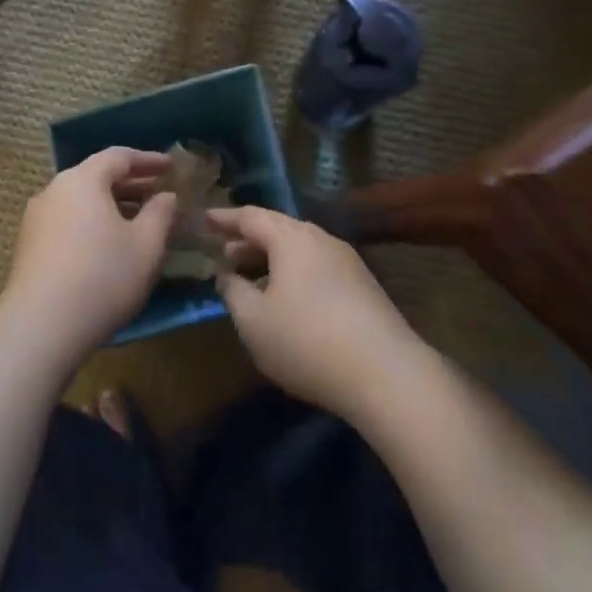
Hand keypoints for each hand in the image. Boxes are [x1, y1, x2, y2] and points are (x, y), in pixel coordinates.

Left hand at [3, 148, 177, 362]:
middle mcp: (55, 190)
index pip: (119, 156)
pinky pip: (69, 220)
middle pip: (97, 176)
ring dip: (112, 205)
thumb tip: (166, 197)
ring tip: (139, 220)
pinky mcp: (29, 245)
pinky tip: (110, 244)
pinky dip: (93, 222)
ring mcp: (37, 217)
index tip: (171, 167)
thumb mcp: (146, 245)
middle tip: (159, 193)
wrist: (40, 326)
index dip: (149, 160)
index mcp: (83, 179)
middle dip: (131, 183)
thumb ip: (160, 214)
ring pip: (82, 200)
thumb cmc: (103, 277)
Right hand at [209, 206, 422, 419]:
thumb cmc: (307, 341)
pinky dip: (293, 274)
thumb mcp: (254, 322)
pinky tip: (287, 301)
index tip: (204, 219)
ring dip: (271, 259)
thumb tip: (226, 275)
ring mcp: (347, 261)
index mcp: (291, 238)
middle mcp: (321, 239)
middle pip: (277, 229)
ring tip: (251, 280)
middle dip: (247, 240)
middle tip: (222, 255)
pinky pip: (317, 268)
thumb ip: (233, 292)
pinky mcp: (364, 287)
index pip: (250, 216)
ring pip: (299, 250)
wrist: (388, 375)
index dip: (224, 218)